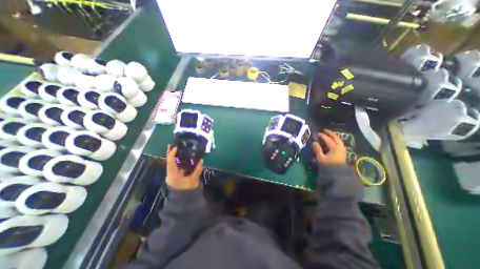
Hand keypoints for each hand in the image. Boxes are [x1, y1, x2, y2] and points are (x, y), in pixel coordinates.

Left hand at [166, 144, 202, 190]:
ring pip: (172, 163)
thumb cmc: (188, 190)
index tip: (176, 147)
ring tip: (177, 149)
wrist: (184, 200)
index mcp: (173, 175)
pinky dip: (178, 161)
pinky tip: (182, 157)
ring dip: (174, 156)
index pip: (171, 162)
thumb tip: (201, 160)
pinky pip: (176, 166)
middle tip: (171, 145)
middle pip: (169, 161)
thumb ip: (197, 169)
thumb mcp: (193, 179)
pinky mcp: (175, 176)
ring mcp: (172, 175)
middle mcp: (170, 174)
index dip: (172, 154)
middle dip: (170, 153)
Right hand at [314, 129, 347, 164]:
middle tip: (324, 130)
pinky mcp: (343, 152)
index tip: (317, 133)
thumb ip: (317, 149)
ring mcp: (342, 149)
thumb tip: (314, 142)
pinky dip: (336, 139)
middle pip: (335, 137)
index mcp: (334, 147)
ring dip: (334, 135)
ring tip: (329, 133)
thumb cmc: (328, 165)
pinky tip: (333, 140)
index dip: (322, 135)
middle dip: (330, 133)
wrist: (338, 173)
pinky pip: (340, 142)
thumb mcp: (321, 158)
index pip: (327, 139)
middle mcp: (339, 147)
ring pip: (339, 139)